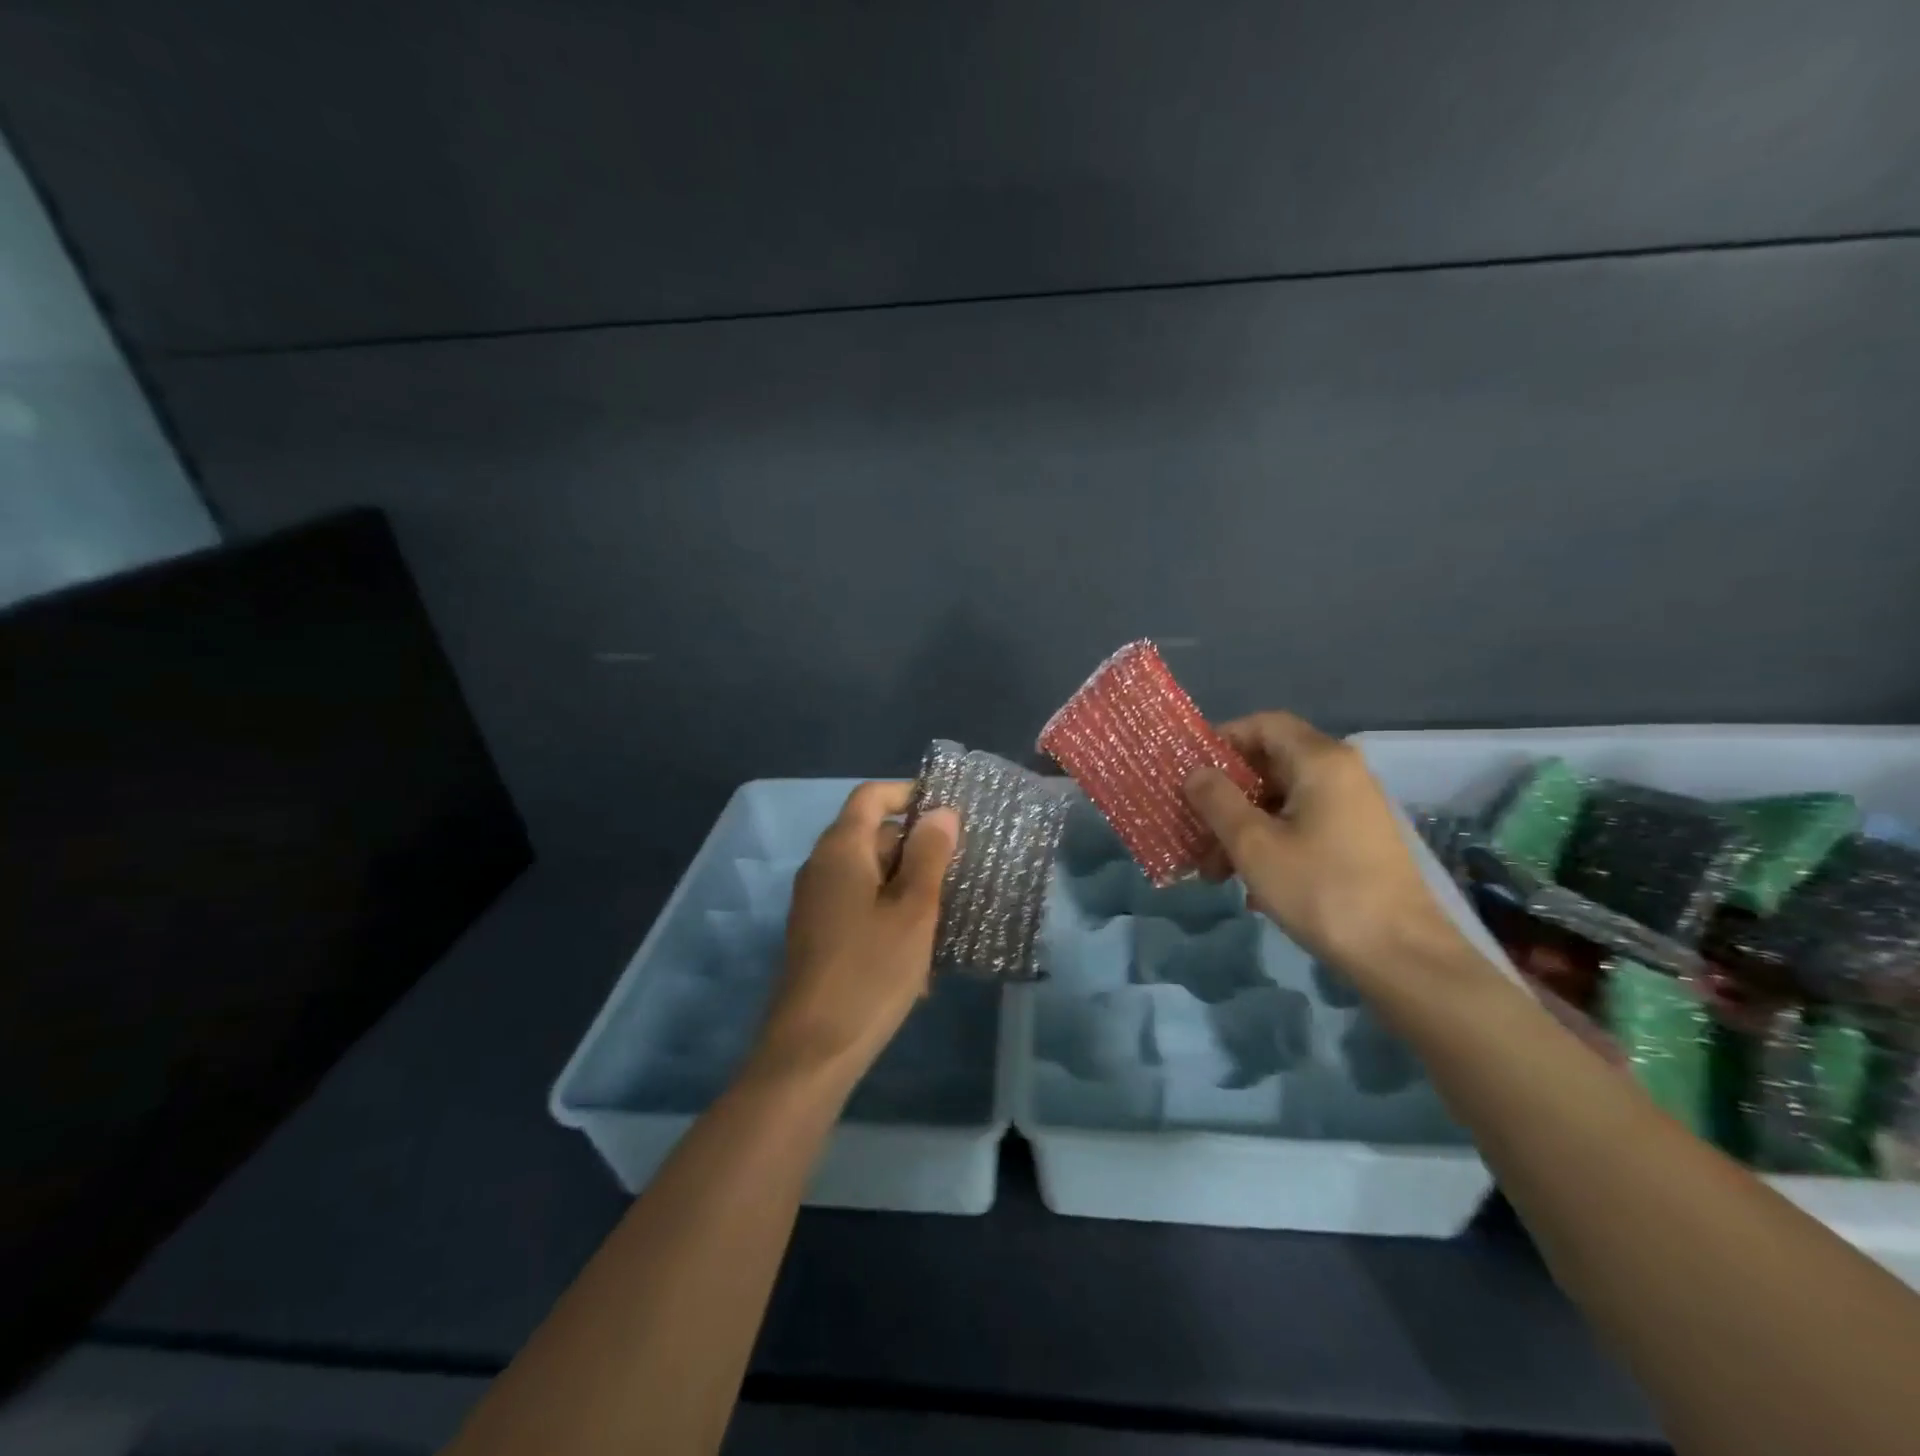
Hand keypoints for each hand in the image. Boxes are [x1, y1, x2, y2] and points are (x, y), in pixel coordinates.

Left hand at [747, 782, 958, 1091]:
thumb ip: (929, 855)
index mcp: (841, 849)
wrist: (812, 1050)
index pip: (872, 796)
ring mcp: (817, 903)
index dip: (909, 793)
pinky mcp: (819, 935)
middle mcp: (822, 867)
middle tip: (959, 872)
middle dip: (917, 849)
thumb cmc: (870, 971)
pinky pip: (860, 906)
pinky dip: (890, 916)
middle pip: (873, 835)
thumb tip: (941, 812)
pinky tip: (918, 957)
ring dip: (908, 888)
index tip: (948, 811)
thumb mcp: (913, 910)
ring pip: (870, 875)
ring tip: (946, 919)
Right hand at [1185, 712, 1464, 980]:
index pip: (1263, 724)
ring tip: (1216, 872)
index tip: (1191, 772)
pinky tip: (1252, 887)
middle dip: (1227, 797)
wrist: (1401, 955)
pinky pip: (1302, 825)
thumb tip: (1196, 773)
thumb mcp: (1252, 844)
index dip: (1222, 740)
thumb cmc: (1320, 889)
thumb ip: (1217, 800)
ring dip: (1243, 828)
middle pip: (1270, 765)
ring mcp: (1354, 807)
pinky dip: (1271, 843)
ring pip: (1283, 801)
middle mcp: (1342, 773)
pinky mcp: (1358, 840)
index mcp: (1320, 761)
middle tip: (1195, 829)